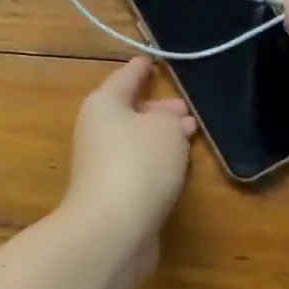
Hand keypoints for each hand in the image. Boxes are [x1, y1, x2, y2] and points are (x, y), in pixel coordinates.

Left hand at [57, 57, 195, 278]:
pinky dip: (157, 162)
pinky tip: (178, 166)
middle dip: (159, 109)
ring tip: (190, 134)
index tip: (153, 60)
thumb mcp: (165, 129)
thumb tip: (168, 122)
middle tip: (187, 109)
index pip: (126, 77)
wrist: (112, 228)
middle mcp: (97, 130)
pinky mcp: (112, 193)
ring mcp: (102, 163)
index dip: (142, 68)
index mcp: (104, 103)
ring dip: (162, 137)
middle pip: (130, 111)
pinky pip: (138, 166)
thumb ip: (170, 119)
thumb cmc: (139, 163)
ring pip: (136, 140)